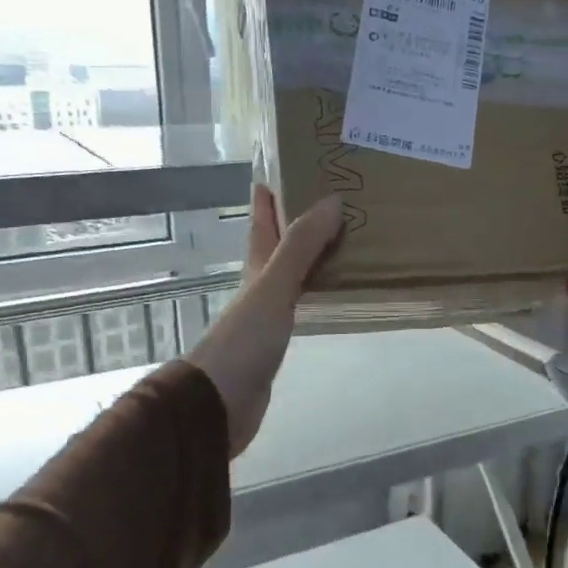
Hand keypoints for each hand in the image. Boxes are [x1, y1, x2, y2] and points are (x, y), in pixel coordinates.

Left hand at [186, 186, 343, 456]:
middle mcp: (260, 285)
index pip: (262, 220)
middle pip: (280, 244)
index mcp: (255, 266)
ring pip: (295, 274)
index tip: (290, 164)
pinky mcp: (278, 342)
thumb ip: (301, 247)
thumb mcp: (273, 286)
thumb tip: (332, 201)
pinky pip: (304, 305)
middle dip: (301, 221)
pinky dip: (320, 292)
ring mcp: (268, 315)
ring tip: (348, 239)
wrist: (219, 403)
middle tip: (338, 199)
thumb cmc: (244, 340)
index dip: (271, 193)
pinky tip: (337, 293)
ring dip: (315, 256)